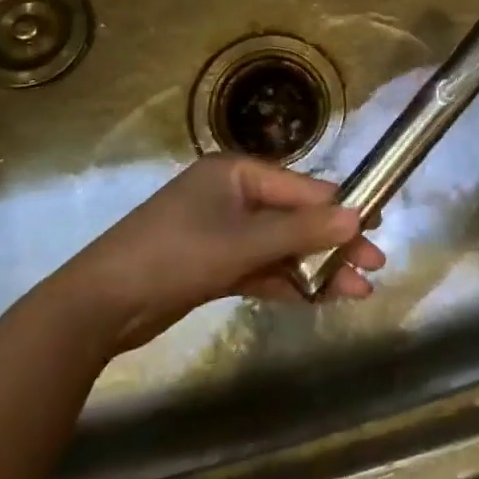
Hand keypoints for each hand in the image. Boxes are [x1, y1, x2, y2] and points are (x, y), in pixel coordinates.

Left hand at [60, 155, 384, 351]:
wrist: (100, 305)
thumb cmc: (175, 255)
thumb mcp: (243, 242)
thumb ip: (302, 230)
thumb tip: (358, 216)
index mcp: (236, 173)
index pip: (302, 188)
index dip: (341, 209)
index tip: (377, 230)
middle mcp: (232, 195)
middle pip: (295, 218)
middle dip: (334, 243)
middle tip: (375, 268)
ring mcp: (222, 231)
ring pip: (281, 247)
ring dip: (315, 268)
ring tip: (357, 293)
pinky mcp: (214, 264)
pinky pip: (261, 267)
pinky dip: (287, 282)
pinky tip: (318, 299)